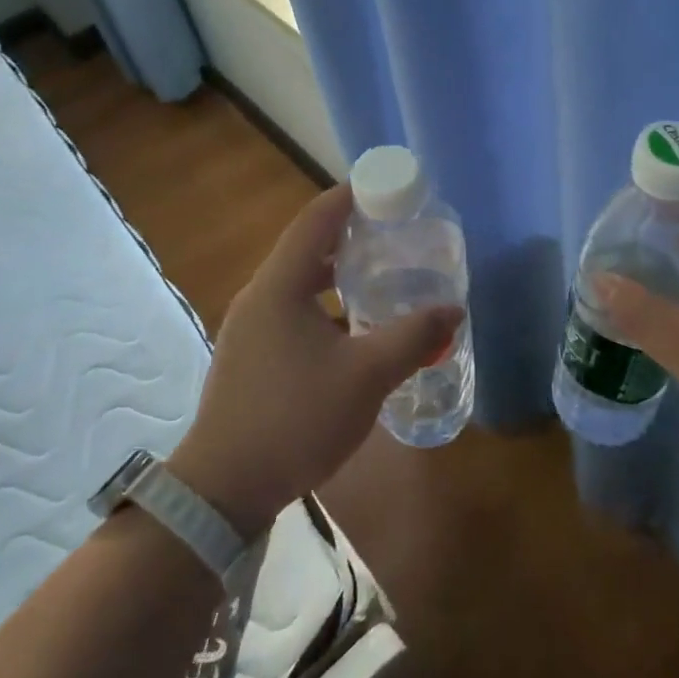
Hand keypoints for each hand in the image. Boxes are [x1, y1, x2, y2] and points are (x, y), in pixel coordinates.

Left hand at [167, 185, 461, 537]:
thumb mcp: (366, 375)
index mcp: (280, 285)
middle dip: (351, 232)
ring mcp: (250, 326)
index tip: (389, 188)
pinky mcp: (250, 354)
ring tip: (381, 272)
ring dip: (338, 271)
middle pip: (307, 245)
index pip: (317, 218)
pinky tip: (354, 327)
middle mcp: (260, 295)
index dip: (352, 195)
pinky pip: (292, 308)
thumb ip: (413, 337)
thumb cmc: (296, 419)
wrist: (224, 489)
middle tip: (395, 232)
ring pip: (299, 280)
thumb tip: (454, 310)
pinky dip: (325, 303)